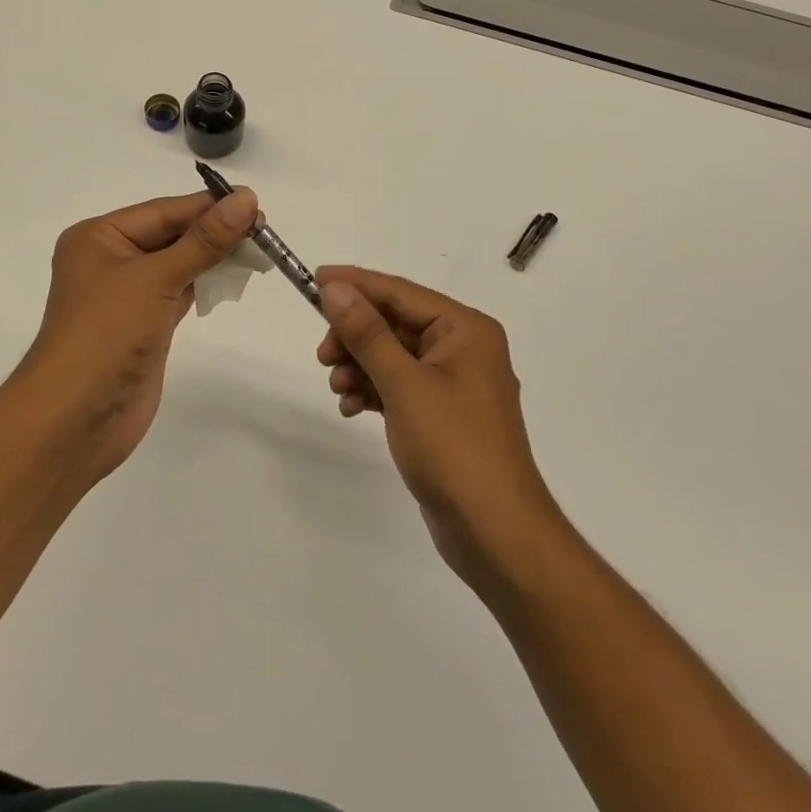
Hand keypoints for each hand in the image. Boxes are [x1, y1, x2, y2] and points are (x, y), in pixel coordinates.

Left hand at [14, 188, 257, 478]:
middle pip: (171, 235)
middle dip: (214, 232)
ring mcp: (127, 295)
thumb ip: (204, 240)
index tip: (255, 203)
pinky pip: (180, 292)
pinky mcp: (144, 325)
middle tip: (264, 230)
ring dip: (213, 257)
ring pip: (178, 264)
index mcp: (99, 237)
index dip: (209, 206)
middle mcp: (110, 260)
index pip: (163, 211)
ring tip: (258, 251)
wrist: (77, 418)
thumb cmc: (107, 333)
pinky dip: (205, 284)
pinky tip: (232, 280)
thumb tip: (246, 199)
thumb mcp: (156, 278)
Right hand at [315, 267, 559, 586]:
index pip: (401, 292)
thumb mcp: (405, 384)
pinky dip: (373, 391)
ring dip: (360, 366)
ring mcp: (453, 384)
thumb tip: (335, 289)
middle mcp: (463, 348)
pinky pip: (399, 386)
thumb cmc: (454, 448)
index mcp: (465, 330)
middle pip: (395, 324)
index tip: (315, 279)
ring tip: (338, 387)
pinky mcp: (442, 415)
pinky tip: (351, 408)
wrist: (495, 533)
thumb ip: (368, 334)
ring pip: (393, 356)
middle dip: (356, 336)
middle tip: (323, 355)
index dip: (356, 284)